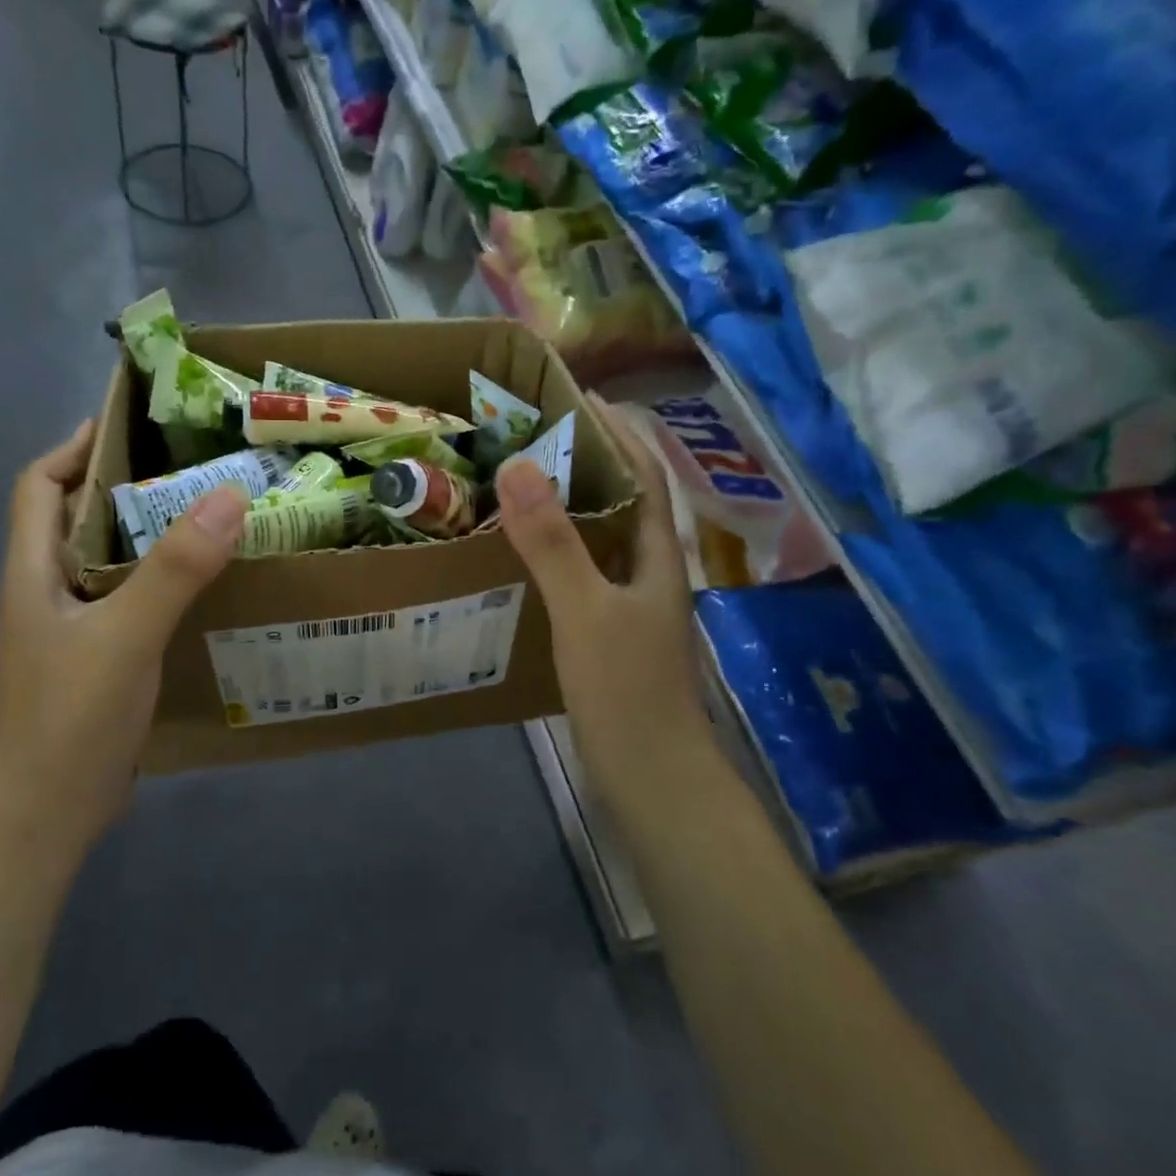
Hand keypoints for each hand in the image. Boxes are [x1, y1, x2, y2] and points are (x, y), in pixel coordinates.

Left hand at [0, 420, 246, 845]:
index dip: (76, 448)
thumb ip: (176, 568)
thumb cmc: (70, 716)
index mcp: (33, 570)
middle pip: (80, 518)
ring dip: (152, 537)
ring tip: (212, 517)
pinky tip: (208, 588)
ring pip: (111, 562)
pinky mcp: (100, 659)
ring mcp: (73, 629)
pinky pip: (132, 602)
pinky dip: (164, 583)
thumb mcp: (125, 635)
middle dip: (128, 486)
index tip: (132, 425)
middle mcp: (48, 590)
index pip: (41, 485)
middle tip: (194, 468)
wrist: (47, 812)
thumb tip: (229, 495)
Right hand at [495, 398, 708, 816]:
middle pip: (626, 501)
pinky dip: (559, 551)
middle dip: (592, 460)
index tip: (581, 396)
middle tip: (537, 435)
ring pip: (604, 539)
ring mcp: (632, 607)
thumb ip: (553, 542)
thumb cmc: (626, 690)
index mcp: (658, 556)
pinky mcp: (611, 636)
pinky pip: (585, 574)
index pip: (646, 473)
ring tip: (524, 483)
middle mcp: (651, 573)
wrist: (652, 778)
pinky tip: (525, 557)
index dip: (620, 431)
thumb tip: (517, 467)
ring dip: (572, 505)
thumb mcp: (585, 610)